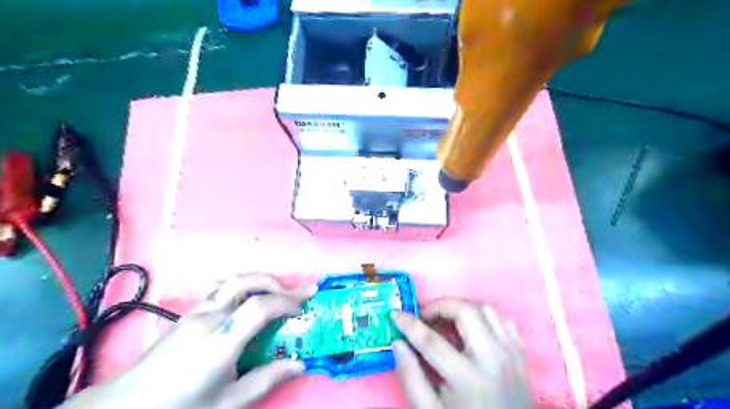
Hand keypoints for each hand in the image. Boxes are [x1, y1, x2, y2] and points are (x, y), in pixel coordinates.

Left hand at [60, 272, 316, 408]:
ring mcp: (196, 311)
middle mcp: (208, 318)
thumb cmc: (180, 407)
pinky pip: (220, 289)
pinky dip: (242, 286)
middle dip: (278, 284)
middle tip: (298, 294)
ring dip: (261, 281)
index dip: (287, 301)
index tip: (304, 306)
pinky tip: (247, 297)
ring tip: (278, 293)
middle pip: (247, 282)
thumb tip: (299, 364)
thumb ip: (266, 379)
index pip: (260, 307)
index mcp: (219, 342)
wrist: (125, 406)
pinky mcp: (189, 312)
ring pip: (234, 280)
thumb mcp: (227, 402)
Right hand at [390, 297, 533, 407]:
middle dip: (438, 306)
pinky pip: (502, 319)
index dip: (408, 324)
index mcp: (468, 379)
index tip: (394, 314)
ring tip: (445, 321)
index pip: (431, 341)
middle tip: (424, 318)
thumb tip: (398, 343)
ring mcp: (511, 354)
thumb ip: (410, 377)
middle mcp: (494, 359)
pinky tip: (470, 328)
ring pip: (485, 309)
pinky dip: (482, 315)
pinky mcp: (520, 353)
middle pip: (465, 312)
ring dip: (461, 308)